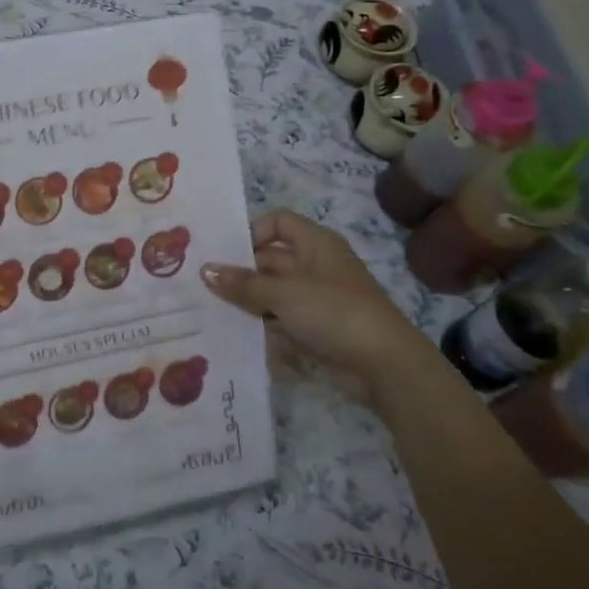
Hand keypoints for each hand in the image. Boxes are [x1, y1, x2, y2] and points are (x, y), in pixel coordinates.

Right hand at [201, 210, 436, 406]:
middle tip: (203, 285)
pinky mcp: (316, 329)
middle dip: (241, 272)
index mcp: (315, 244)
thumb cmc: (333, 312)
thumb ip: (242, 283)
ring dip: (247, 302)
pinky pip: (281, 321)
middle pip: (270, 260)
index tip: (225, 253)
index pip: (278, 222)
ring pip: (272, 293)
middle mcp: (316, 266)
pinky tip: (235, 335)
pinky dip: (262, 326)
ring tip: (210, 310)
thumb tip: (204, 269)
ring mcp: (316, 300)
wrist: (384, 366)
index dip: (251, 232)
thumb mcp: (283, 294)